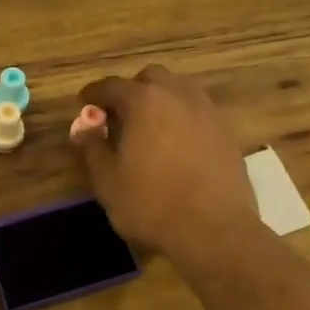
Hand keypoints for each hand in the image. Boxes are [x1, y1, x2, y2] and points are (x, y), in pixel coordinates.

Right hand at [74, 65, 261, 268]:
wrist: (214, 231)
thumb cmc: (151, 204)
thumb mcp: (107, 180)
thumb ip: (92, 147)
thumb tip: (83, 127)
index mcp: (144, 101)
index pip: (112, 86)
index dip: (94, 94)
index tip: (84, 104)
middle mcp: (178, 95)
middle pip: (151, 78)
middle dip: (132, 91)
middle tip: (120, 117)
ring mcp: (207, 112)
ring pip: (180, 91)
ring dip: (161, 102)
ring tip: (150, 129)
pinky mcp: (227, 133)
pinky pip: (199, 113)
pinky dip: (183, 120)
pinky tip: (177, 146)